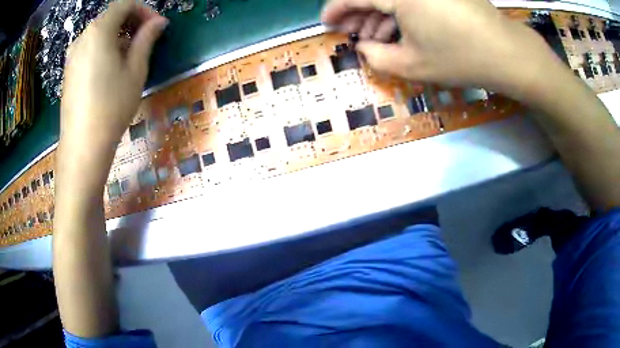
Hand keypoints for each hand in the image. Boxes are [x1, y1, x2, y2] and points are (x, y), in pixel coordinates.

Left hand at [61, 0, 167, 150]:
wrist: (82, 146)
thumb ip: (146, 39)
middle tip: (145, 41)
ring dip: (118, 36)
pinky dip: (103, 49)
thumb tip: (158, 22)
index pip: (125, 4)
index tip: (156, 26)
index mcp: (99, 30)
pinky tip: (110, 69)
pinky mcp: (68, 71)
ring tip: (128, 57)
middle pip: (111, 17)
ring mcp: (72, 55)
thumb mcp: (135, 69)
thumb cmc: (111, 105)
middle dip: (131, 23)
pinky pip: (89, 49)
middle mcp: (82, 37)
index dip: (144, 10)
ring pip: (99, 33)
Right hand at [322, 0, 557, 94]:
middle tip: (353, 35)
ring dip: (378, 14)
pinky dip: (399, 11)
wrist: (506, 53)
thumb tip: (363, 47)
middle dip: (357, 13)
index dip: (336, 10)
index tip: (327, 24)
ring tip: (375, 39)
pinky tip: (399, 30)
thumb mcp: (412, 65)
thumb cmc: (460, 58)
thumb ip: (376, 57)